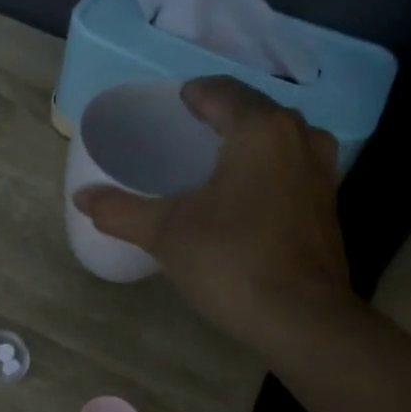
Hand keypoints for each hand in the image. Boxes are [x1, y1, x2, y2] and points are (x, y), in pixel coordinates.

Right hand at [72, 76, 355, 348]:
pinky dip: (268, 168)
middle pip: (254, 110)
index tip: (171, 107)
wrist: (302, 320)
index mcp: (259, 129)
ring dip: (249, 142)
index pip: (221, 91)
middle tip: (185, 136)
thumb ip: (121, 211)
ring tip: (215, 163)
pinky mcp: (329, 202)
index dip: (193, 95)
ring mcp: (322, 170)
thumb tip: (80, 197)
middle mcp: (299, 136)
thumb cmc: (232, 262)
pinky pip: (293, 166)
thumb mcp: (166, 234)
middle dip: (221, 116)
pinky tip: (245, 196)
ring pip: (279, 138)